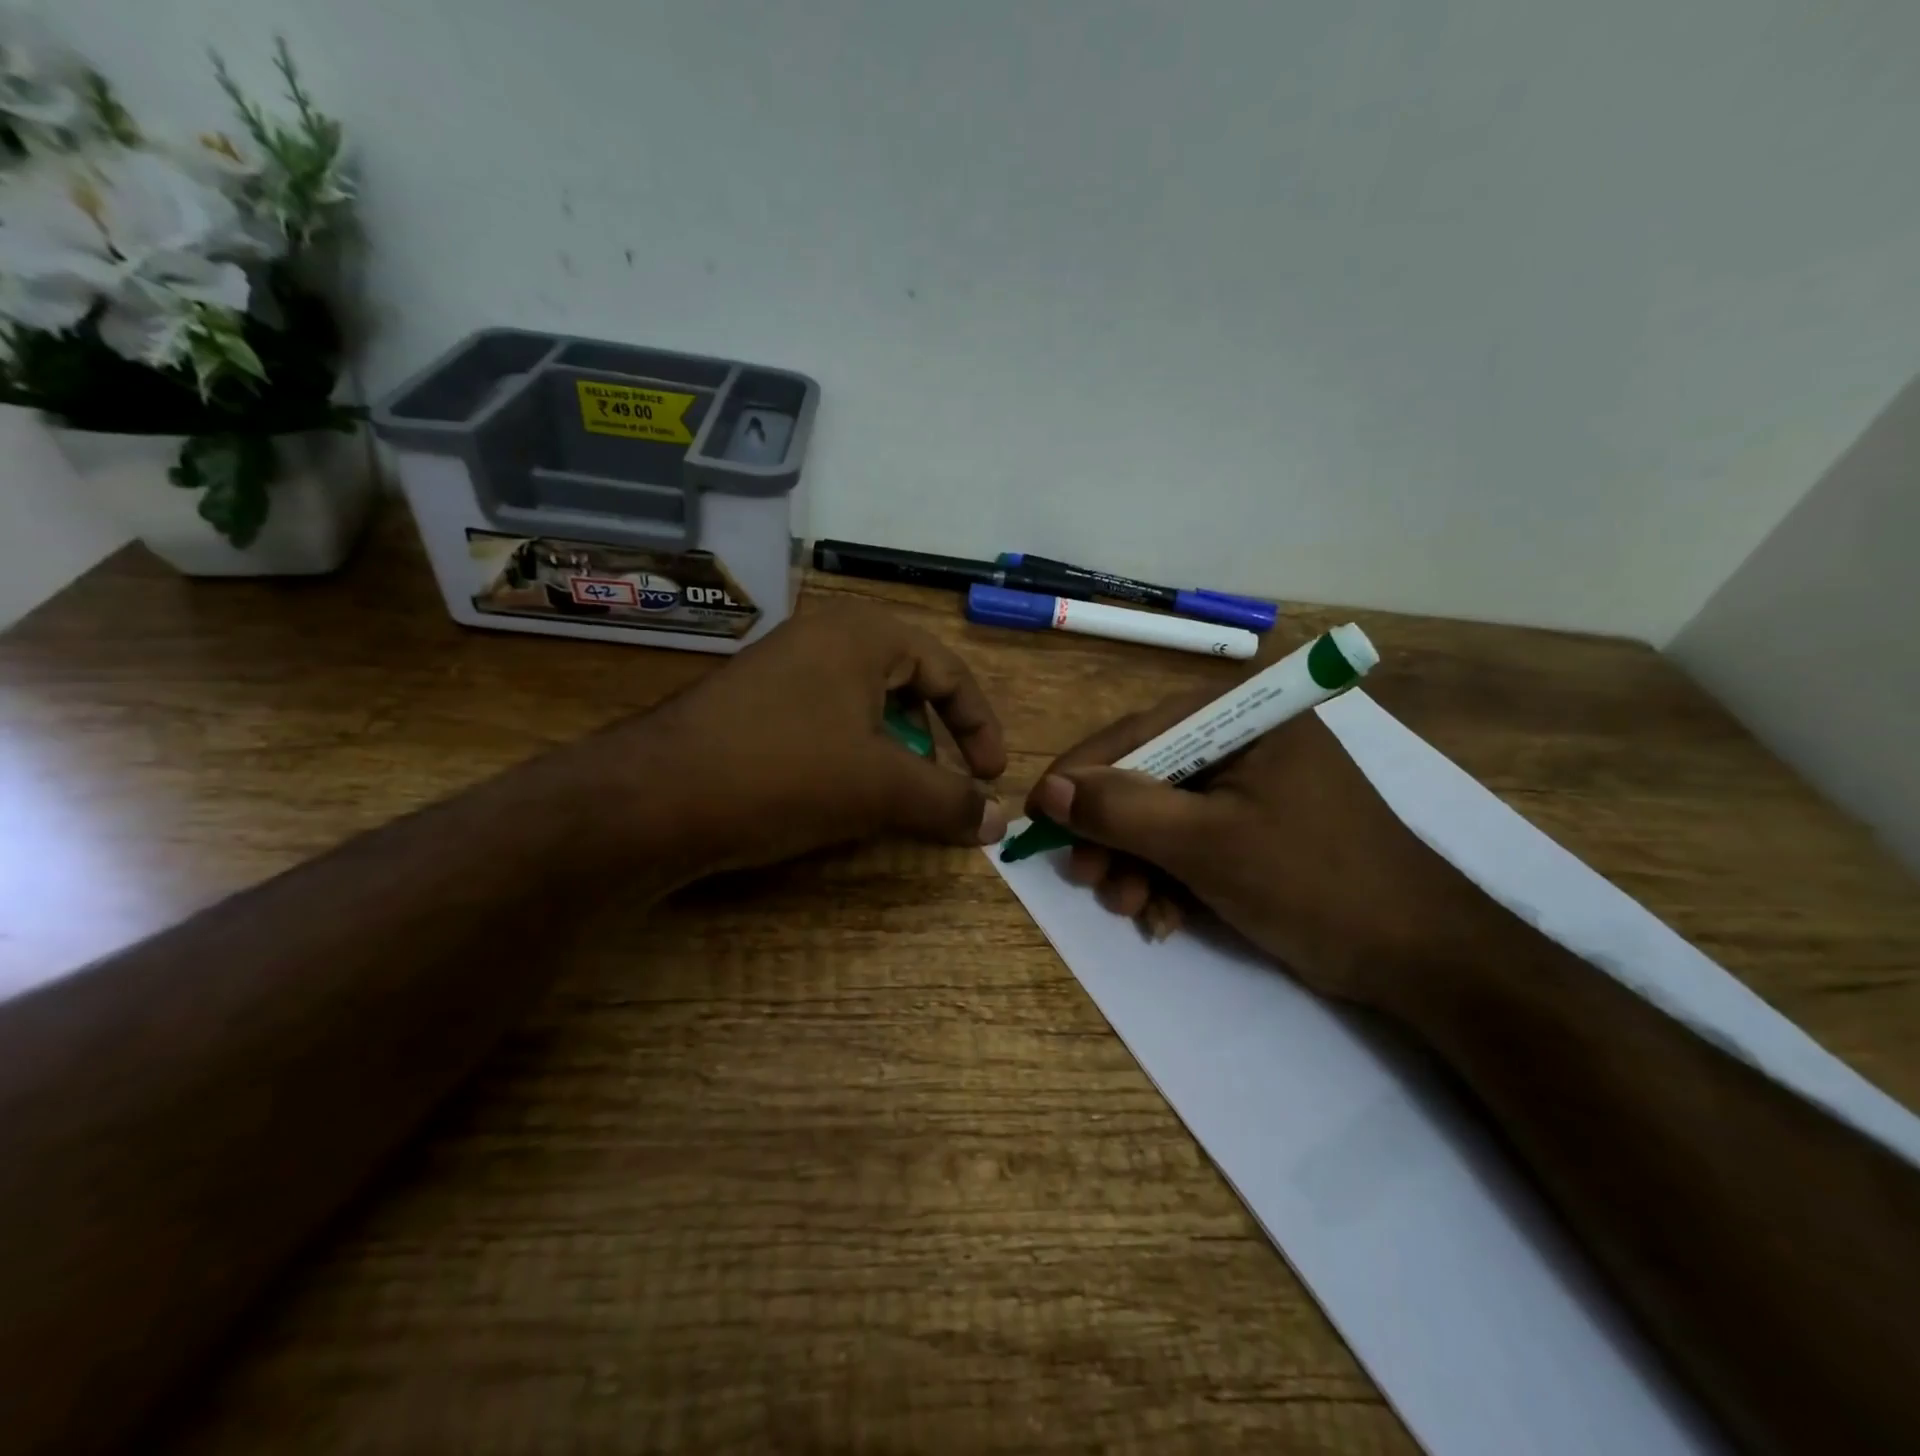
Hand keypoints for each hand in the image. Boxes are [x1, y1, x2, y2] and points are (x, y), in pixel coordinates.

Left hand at [625, 602, 1008, 878]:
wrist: (654, 798)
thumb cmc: (785, 773)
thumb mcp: (881, 787)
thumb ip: (949, 800)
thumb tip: (999, 821)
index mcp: (864, 634)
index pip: (948, 671)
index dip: (979, 726)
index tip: (993, 776)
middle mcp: (824, 636)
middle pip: (907, 685)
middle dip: (934, 739)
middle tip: (944, 784)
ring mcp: (782, 668)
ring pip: (864, 707)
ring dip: (893, 752)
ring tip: (895, 795)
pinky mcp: (753, 704)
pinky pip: (825, 721)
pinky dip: (850, 755)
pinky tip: (841, 795)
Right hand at [1025, 691, 1469, 1004]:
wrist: (1422, 958)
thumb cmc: (1314, 881)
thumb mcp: (1206, 843)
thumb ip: (1123, 810)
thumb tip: (1050, 791)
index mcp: (1243, 717)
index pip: (1138, 733)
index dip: (1082, 775)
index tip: (1038, 817)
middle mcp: (1243, 740)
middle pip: (1147, 777)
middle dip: (1113, 834)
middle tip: (1087, 879)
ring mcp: (1251, 787)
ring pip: (1163, 817)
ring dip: (1136, 865)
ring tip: (1130, 909)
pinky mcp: (1255, 830)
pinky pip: (1191, 843)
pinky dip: (1169, 880)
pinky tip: (1164, 919)